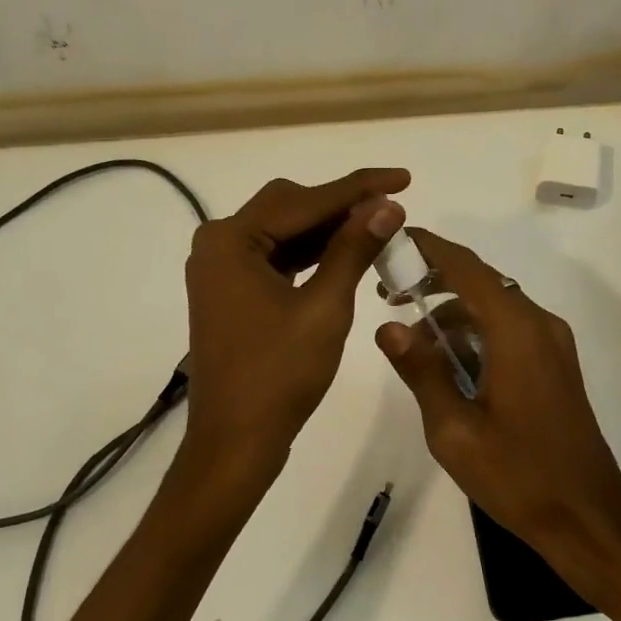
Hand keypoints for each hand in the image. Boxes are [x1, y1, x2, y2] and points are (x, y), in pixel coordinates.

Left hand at [183, 169, 408, 476]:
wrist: (236, 442)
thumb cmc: (279, 375)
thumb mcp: (324, 307)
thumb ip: (354, 249)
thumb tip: (387, 205)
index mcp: (231, 240)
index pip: (305, 200)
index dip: (358, 187)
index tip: (403, 177)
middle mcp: (218, 244)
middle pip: (289, 207)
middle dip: (342, 206)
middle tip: (392, 208)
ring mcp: (221, 268)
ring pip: (284, 231)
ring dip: (328, 230)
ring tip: (378, 228)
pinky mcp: (231, 291)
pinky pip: (276, 257)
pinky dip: (310, 254)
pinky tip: (345, 254)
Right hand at [374, 228, 620, 569]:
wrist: (588, 518)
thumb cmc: (518, 475)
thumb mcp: (453, 430)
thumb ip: (421, 371)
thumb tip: (388, 326)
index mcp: (516, 331)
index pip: (466, 268)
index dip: (428, 248)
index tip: (392, 239)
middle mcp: (539, 324)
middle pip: (481, 281)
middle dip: (434, 280)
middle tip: (388, 293)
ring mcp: (552, 344)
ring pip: (494, 306)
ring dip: (453, 311)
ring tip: (411, 338)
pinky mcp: (555, 364)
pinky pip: (509, 329)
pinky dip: (476, 332)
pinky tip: (448, 362)